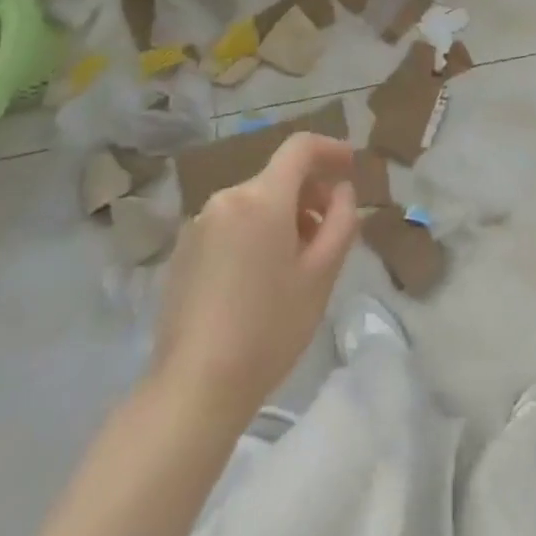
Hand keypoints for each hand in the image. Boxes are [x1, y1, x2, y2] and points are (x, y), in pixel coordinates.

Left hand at [152, 133, 358, 428]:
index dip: (330, 148)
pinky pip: (231, 223)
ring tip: (298, 261)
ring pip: (254, 202)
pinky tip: (262, 277)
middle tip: (331, 231)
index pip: (299, 147)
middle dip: (310, 193)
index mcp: (261, 198)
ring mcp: (199, 223)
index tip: (352, 166)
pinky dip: (256, 232)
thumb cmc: (269, 328)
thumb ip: (342, 220)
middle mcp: (226, 198)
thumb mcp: (321, 275)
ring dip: (284, 215)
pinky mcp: (184, 250)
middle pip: (277, 177)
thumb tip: (341, 191)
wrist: (195, 387)